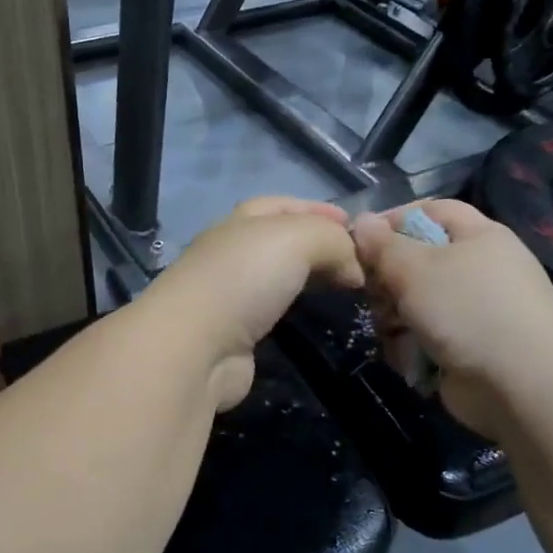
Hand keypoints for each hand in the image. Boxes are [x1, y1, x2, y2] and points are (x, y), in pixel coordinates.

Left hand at [140, 197, 363, 409]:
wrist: (194, 347)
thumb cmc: (244, 279)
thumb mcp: (298, 239)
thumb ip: (332, 241)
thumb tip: (353, 268)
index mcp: (239, 223)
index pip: (280, 205)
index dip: (317, 208)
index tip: (355, 225)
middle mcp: (230, 254)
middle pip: (279, 241)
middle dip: (317, 244)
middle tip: (358, 261)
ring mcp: (228, 296)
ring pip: (276, 277)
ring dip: (308, 278)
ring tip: (344, 288)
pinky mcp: (232, 335)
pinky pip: (271, 312)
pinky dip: (296, 310)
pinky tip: (314, 317)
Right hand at [351, 200, 552, 436]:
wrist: (523, 386)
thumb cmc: (468, 309)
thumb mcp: (416, 268)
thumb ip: (382, 245)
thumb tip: (362, 220)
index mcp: (478, 237)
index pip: (430, 210)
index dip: (393, 219)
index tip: (360, 241)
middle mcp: (478, 270)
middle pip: (416, 260)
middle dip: (388, 278)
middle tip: (373, 293)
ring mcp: (472, 312)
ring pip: (414, 303)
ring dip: (394, 316)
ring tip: (393, 330)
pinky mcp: (465, 349)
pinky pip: (424, 337)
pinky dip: (411, 346)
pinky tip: (408, 356)